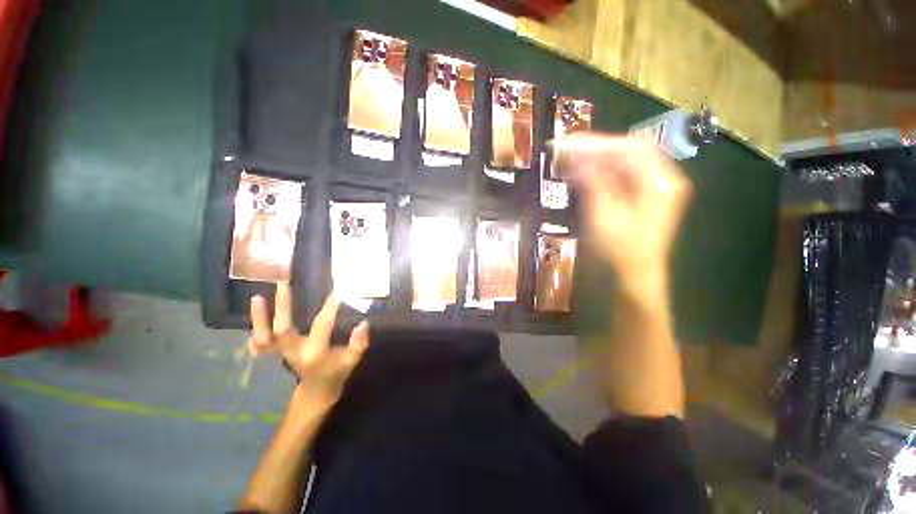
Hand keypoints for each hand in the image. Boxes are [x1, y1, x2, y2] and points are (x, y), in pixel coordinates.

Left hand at [249, 283, 369, 409]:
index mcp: (315, 353)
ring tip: (258, 297)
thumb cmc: (337, 372)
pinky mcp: (277, 352)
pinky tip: (256, 314)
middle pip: (282, 330)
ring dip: (259, 318)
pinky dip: (255, 330)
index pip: (321, 327)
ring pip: (263, 338)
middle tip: (283, 284)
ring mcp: (282, 353)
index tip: (337, 294)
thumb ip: (358, 343)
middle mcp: (295, 352)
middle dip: (281, 307)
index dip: (329, 309)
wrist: (317, 390)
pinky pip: (260, 343)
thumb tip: (363, 323)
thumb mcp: (352, 359)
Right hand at [554, 134, 691, 293]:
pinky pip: (619, 175)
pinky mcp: (641, 197)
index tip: (569, 143)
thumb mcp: (604, 216)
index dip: (598, 143)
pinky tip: (581, 172)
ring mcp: (652, 188)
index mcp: (660, 182)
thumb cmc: (620, 251)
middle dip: (595, 147)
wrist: (632, 276)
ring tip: (568, 157)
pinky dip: (599, 171)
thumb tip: (577, 159)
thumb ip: (593, 183)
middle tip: (566, 147)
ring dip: (595, 158)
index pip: (630, 148)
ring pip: (622, 162)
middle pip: (627, 151)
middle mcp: (661, 179)